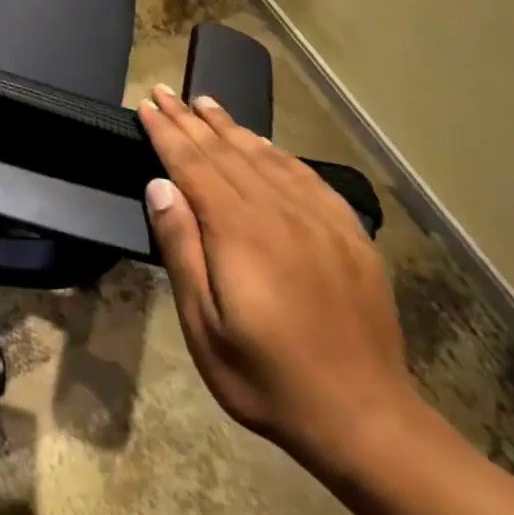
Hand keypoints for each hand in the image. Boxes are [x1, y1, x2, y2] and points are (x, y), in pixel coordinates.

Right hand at [138, 85, 417, 468]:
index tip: (146, 106)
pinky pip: (308, 178)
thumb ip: (182, 249)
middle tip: (165, 91)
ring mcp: (320, 222)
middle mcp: (280, 213)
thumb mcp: (204, 326)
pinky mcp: (350, 237)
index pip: (192, 165)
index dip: (166, 133)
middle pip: (226, 152)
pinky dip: (279, 153)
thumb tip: (159, 185)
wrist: (367, 422)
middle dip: (190, 119)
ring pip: (266, 158)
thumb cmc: (267, 378)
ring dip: (231, 127)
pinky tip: (265, 144)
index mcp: (240, 232)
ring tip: (205, 103)